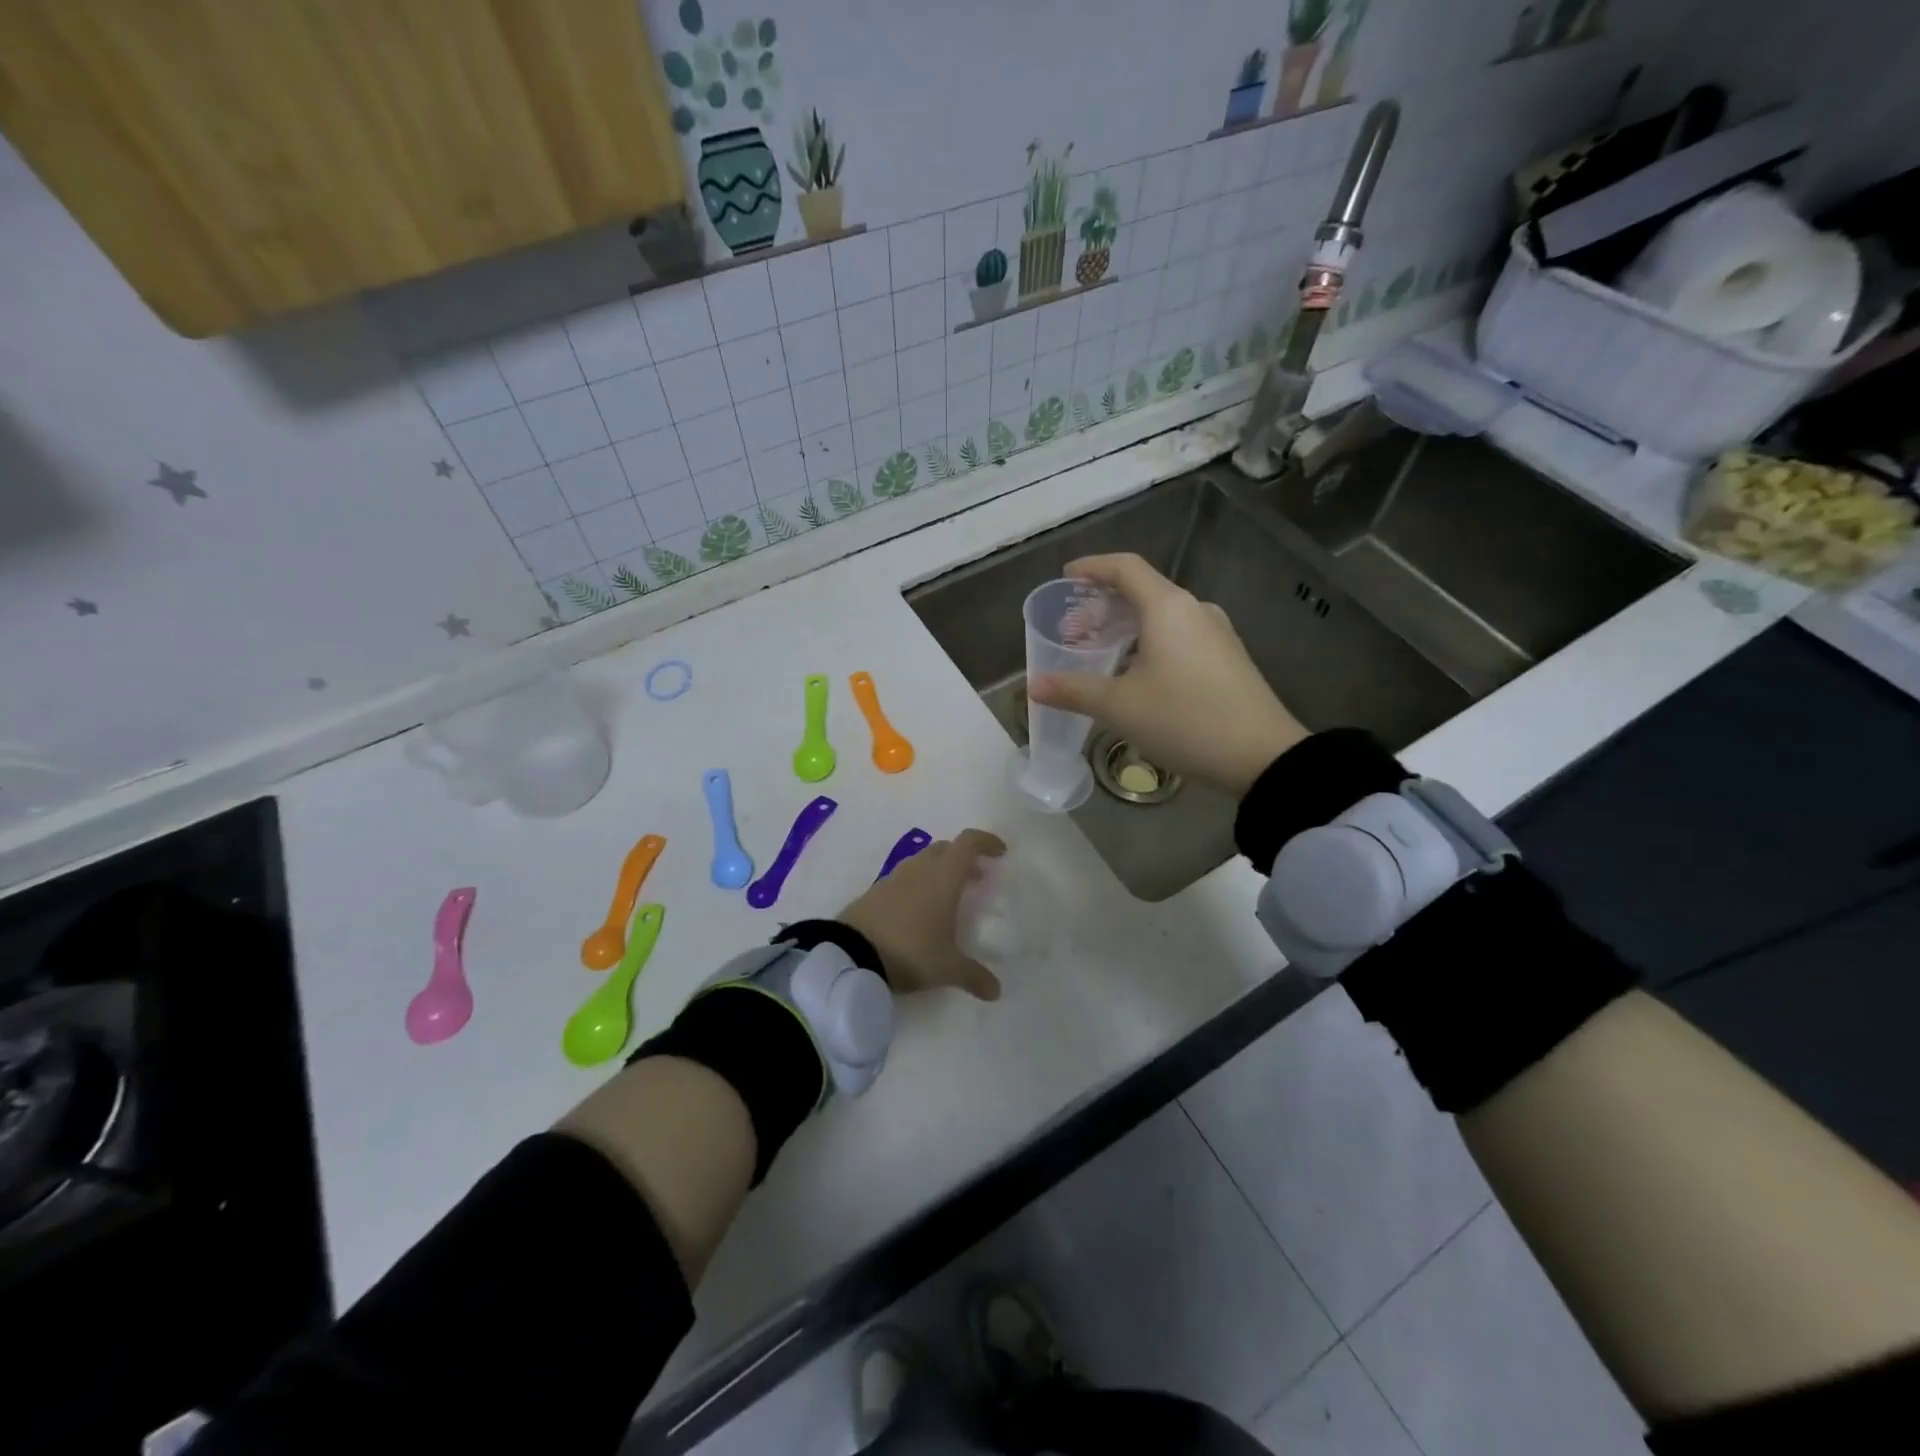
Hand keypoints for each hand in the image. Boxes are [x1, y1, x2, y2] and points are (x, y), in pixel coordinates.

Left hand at [837, 829, 1005, 1000]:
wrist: (850, 953)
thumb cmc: (910, 950)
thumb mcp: (946, 968)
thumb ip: (974, 975)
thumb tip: (996, 991)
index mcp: (944, 876)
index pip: (969, 842)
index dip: (987, 842)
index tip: (1000, 853)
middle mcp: (920, 868)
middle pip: (946, 849)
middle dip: (963, 859)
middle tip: (976, 879)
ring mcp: (894, 877)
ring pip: (923, 861)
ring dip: (939, 871)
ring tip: (948, 897)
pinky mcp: (874, 891)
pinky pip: (904, 878)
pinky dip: (918, 885)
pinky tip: (919, 912)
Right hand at [1028, 553, 1307, 795]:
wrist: (1262, 755)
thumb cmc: (1184, 719)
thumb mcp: (1119, 707)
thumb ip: (1073, 691)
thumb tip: (1034, 685)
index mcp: (1168, 607)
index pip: (1125, 567)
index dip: (1092, 567)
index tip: (1066, 578)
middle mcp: (1195, 610)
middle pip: (1144, 592)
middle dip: (1104, 605)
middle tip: (1075, 630)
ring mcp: (1217, 634)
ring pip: (1163, 617)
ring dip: (1128, 627)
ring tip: (1102, 653)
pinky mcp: (1228, 659)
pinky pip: (1181, 636)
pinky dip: (1151, 642)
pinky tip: (1138, 674)